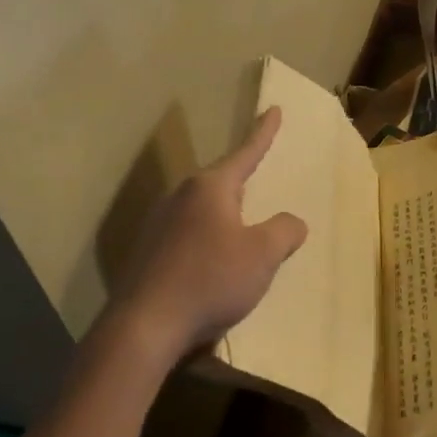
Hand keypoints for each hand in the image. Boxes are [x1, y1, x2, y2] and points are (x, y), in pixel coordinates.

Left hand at [104, 108, 306, 373]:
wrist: (144, 327)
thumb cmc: (210, 280)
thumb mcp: (262, 255)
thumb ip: (284, 232)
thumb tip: (292, 222)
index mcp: (210, 188)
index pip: (245, 153)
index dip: (264, 133)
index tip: (275, 109)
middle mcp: (181, 197)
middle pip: (221, 183)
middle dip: (242, 183)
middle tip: (261, 179)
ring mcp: (159, 225)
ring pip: (202, 211)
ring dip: (224, 217)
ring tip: (241, 230)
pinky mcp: (148, 254)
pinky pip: (188, 236)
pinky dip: (207, 242)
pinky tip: (213, 265)